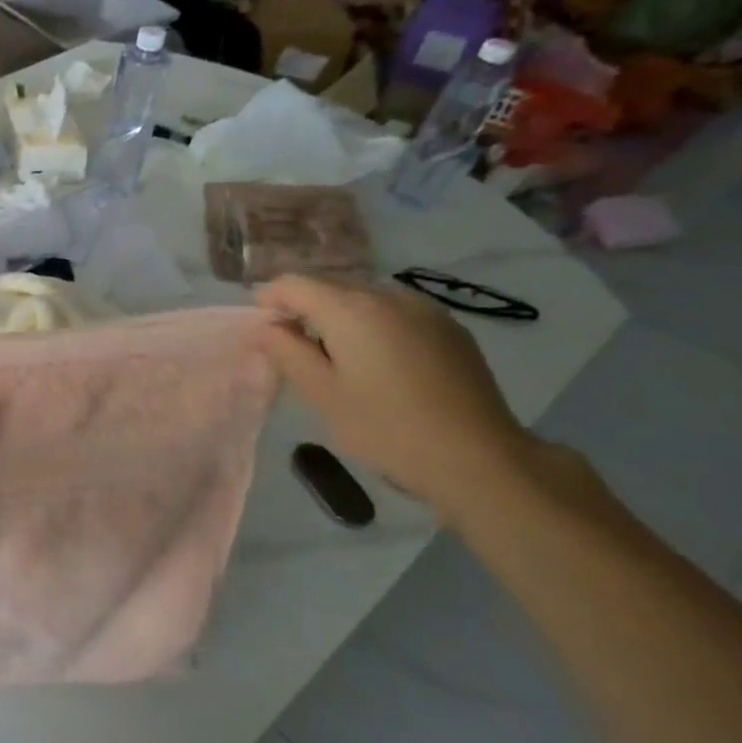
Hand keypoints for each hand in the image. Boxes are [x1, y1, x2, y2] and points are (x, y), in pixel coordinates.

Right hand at [256, 274, 537, 511]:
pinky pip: (393, 309)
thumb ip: (287, 352)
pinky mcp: (448, 326)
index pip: (293, 283)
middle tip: (292, 345)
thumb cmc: (387, 429)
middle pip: (329, 283)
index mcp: (351, 309)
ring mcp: (423, 308)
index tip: (261, 329)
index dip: (268, 300)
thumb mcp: (322, 394)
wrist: (480, 459)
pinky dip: (371, 322)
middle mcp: (387, 294)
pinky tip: (377, 360)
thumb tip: (267, 327)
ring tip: (335, 354)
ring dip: (338, 313)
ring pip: (363, 295)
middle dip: (302, 305)